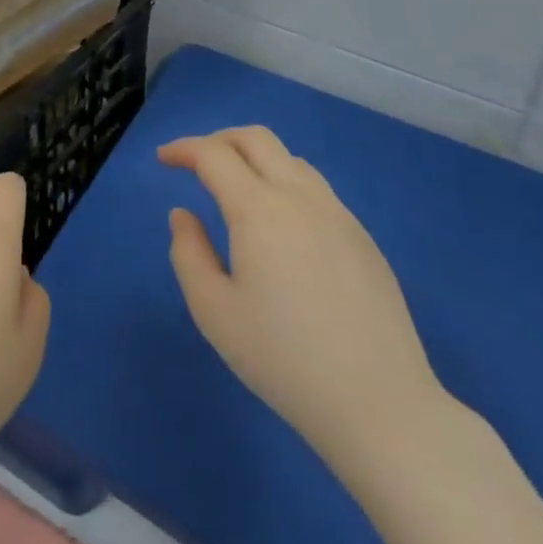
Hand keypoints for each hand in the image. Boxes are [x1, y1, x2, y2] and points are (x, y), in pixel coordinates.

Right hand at [160, 127, 444, 470]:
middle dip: (218, 140)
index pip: (213, 154)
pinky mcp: (362, 237)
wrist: (379, 404)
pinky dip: (284, 184)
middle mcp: (300, 197)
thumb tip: (183, 214)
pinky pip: (316, 189)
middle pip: (255, 138)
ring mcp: (338, 214)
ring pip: (289, 159)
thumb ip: (187, 253)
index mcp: (259, 209)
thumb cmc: (284, 359)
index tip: (163, 160)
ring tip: (236, 190)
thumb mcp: (213, 311)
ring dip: (254, 159)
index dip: (183, 149)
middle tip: (195, 163)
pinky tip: (280, 226)